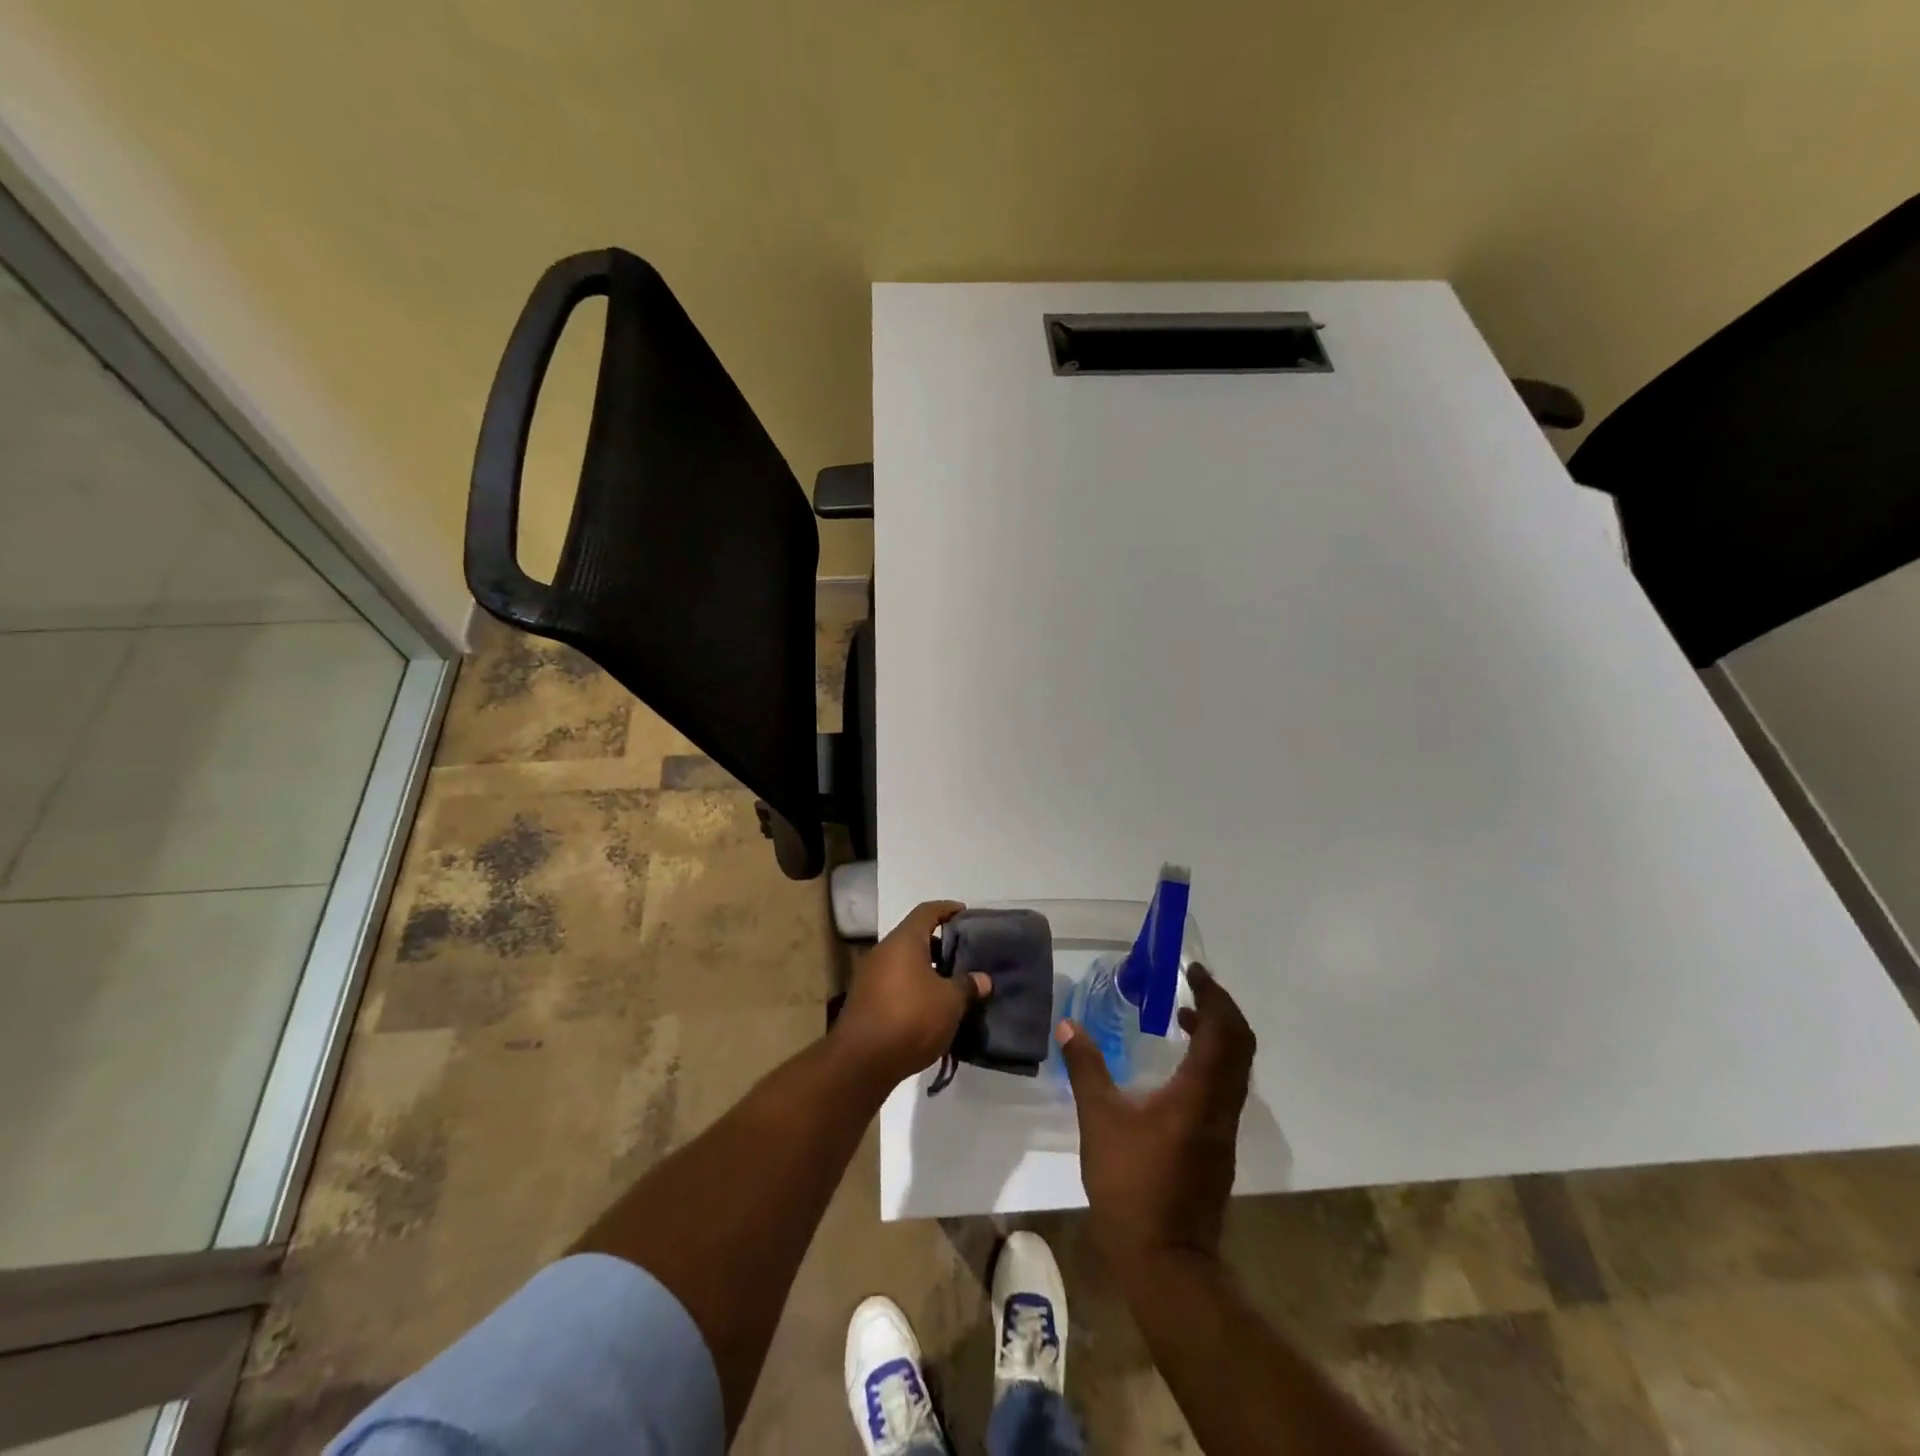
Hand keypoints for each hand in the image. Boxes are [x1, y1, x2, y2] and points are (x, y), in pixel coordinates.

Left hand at [835, 900, 990, 1086]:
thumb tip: (983, 979)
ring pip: (904, 963)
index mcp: (904, 941)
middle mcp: (883, 952)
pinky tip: (930, 1008)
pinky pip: (894, 983)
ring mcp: (870, 977)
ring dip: (927, 969)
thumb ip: (967, 986)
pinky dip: (913, 987)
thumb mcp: (950, 1003)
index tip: (964, 913)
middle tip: (964, 955)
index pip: (927, 911)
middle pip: (914, 937)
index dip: (947, 909)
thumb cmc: (910, 1019)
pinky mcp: (865, 1001)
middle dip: (939, 945)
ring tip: (952, 985)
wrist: (861, 1062)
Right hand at [1057, 964, 1254, 1272]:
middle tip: (1193, 988)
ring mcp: (1225, 1128)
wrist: (1165, 1260)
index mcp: (1200, 1093)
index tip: (1194, 972)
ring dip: (1218, 1035)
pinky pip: (1227, 1087)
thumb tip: (1068, 1024)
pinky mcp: (1219, 1146)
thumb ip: (1086, 1068)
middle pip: (1241, 1045)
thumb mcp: (1099, 1120)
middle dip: (1221, 1009)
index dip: (1213, 996)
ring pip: (1237, 1068)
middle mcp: (1222, 1106)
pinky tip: (1178, 1066)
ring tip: (1182, 1018)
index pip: (1224, 1030)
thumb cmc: (1131, 1185)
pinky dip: (1212, 1061)